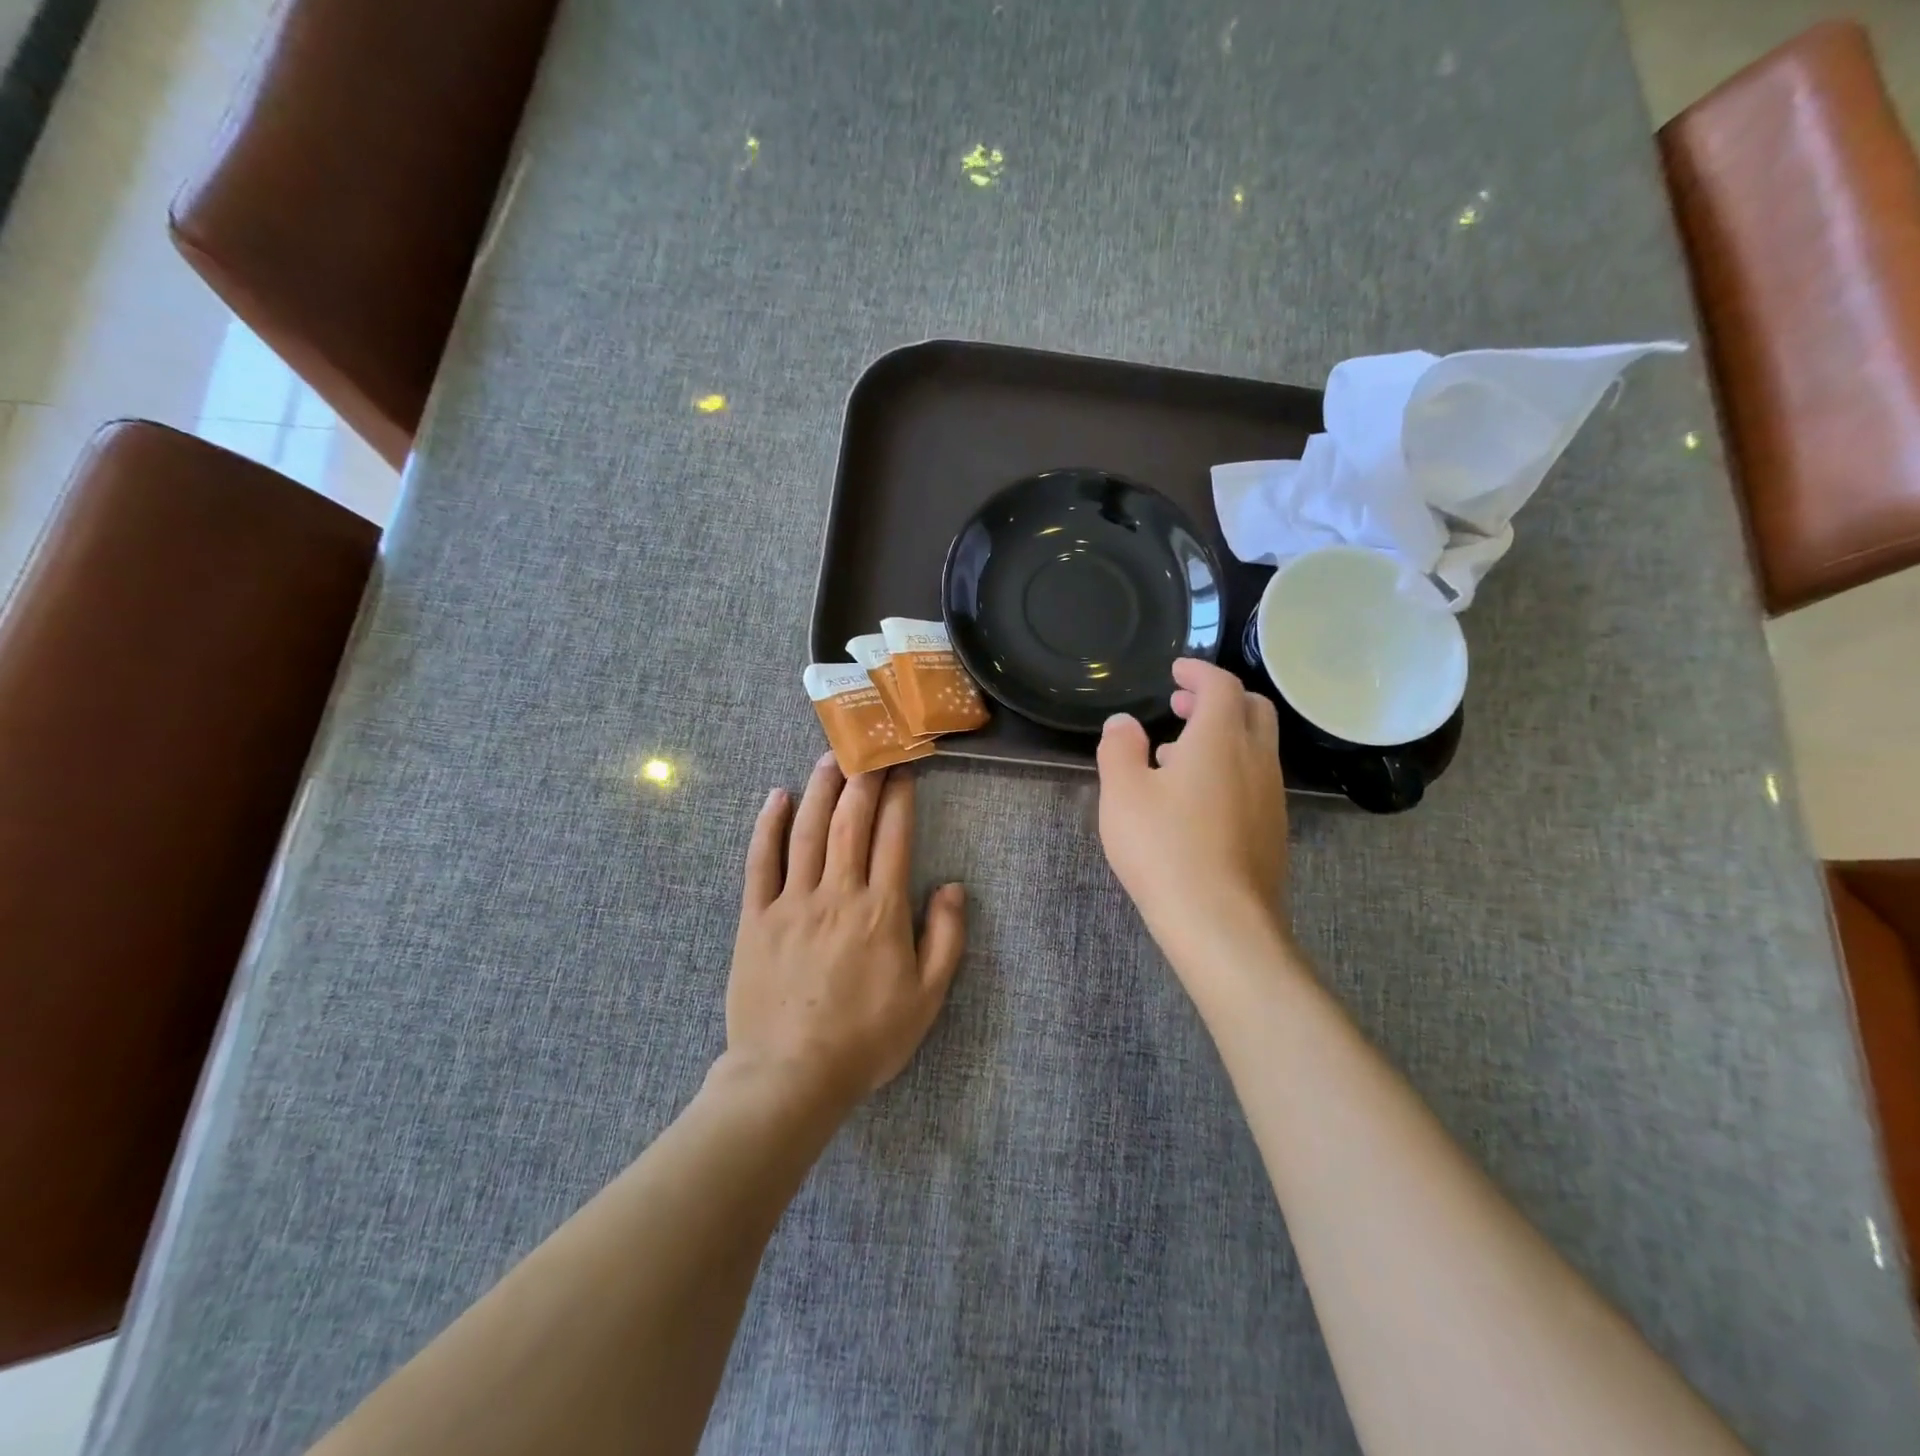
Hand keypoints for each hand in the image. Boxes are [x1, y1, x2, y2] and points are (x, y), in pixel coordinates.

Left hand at [725, 755, 965, 1106]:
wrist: (791, 1076)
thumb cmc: (867, 1039)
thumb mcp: (927, 997)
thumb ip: (946, 937)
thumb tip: (955, 886)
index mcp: (881, 910)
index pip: (893, 837)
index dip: (900, 798)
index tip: (903, 769)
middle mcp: (837, 893)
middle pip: (850, 822)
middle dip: (863, 779)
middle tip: (869, 747)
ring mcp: (792, 902)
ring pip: (807, 831)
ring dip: (820, 788)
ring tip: (830, 756)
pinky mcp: (755, 918)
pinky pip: (760, 862)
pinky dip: (768, 826)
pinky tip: (776, 797)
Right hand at [1097, 659, 1291, 959]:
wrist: (1221, 922)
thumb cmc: (1164, 847)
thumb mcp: (1122, 793)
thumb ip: (1119, 748)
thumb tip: (1124, 723)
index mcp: (1220, 738)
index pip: (1221, 685)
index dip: (1198, 671)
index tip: (1176, 671)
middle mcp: (1256, 759)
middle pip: (1252, 708)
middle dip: (1218, 698)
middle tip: (1181, 706)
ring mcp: (1271, 796)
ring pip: (1256, 746)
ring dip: (1223, 735)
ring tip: (1178, 755)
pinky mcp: (1273, 830)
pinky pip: (1255, 780)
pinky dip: (1230, 768)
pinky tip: (1196, 800)